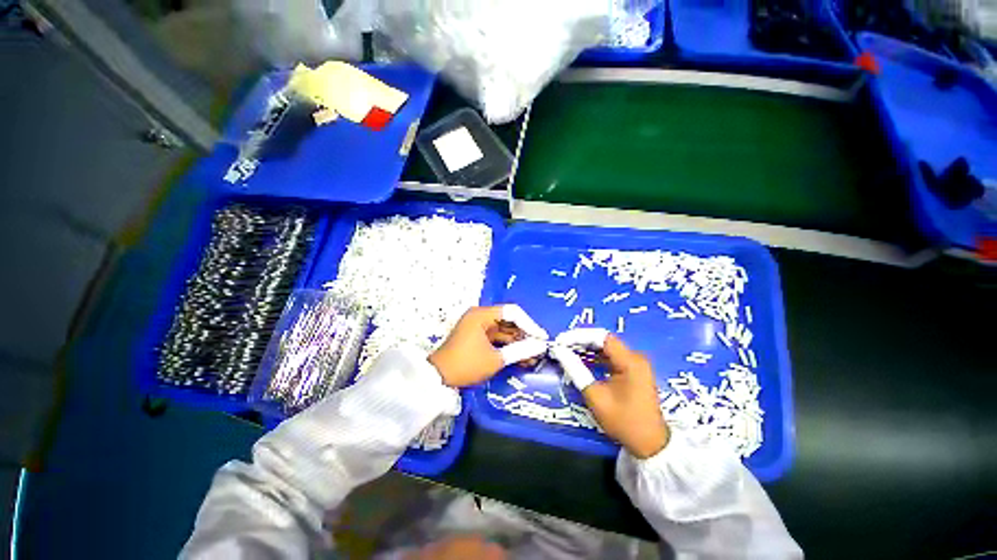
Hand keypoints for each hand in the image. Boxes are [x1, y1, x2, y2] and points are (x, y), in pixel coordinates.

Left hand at [429, 305, 548, 387]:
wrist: (438, 379)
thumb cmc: (466, 365)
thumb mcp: (495, 359)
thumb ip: (520, 350)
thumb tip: (540, 346)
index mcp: (482, 314)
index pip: (512, 312)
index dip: (530, 324)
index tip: (541, 338)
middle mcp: (481, 316)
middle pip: (509, 321)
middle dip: (525, 335)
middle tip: (539, 348)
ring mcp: (479, 326)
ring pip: (505, 330)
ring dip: (518, 343)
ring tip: (533, 357)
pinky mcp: (478, 336)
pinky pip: (497, 338)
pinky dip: (508, 347)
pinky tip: (521, 358)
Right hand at [550, 330, 669, 458]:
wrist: (650, 444)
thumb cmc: (623, 421)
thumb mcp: (595, 396)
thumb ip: (576, 370)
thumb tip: (559, 351)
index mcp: (630, 361)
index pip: (601, 337)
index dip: (579, 336)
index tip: (561, 340)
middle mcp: (635, 357)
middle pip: (603, 340)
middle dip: (581, 341)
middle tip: (561, 345)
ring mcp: (635, 363)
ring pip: (606, 347)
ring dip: (586, 348)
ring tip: (566, 350)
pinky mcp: (633, 370)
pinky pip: (610, 356)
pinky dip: (595, 357)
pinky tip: (580, 359)